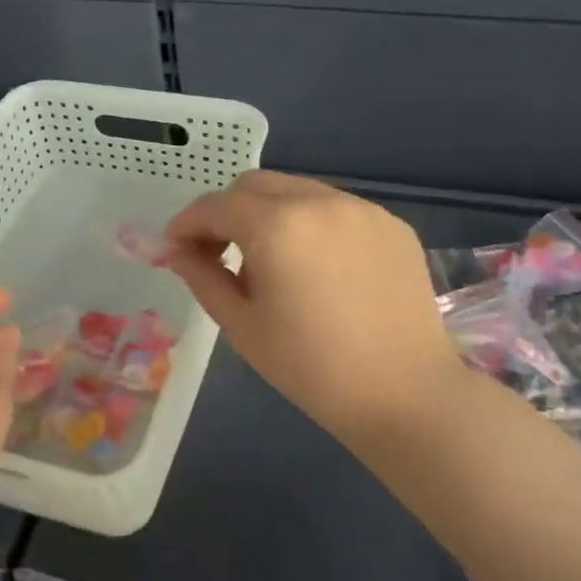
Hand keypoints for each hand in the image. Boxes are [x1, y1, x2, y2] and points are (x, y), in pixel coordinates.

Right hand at [165, 172, 463, 453]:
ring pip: (296, 191)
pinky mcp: (390, 224)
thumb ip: (202, 277)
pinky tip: (317, 268)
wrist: (405, 394)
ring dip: (268, 214)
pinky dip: (310, 224)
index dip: (187, 223)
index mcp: (276, 226)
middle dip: (226, 212)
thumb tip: (177, 251)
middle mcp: (319, 201)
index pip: (215, 205)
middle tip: (218, 253)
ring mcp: (361, 209)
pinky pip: (334, 209)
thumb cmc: (312, 368)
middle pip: (254, 185)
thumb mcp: (241, 326)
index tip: (174, 248)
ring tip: (271, 263)